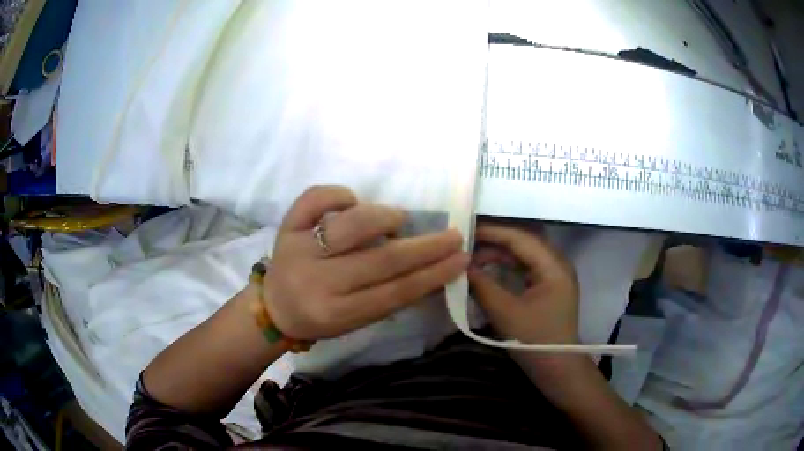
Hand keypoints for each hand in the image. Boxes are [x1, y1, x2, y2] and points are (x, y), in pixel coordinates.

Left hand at [263, 185, 469, 340]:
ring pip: (351, 225)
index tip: (461, 260)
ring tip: (399, 220)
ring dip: (384, 218)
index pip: (395, 292)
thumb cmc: (320, 316)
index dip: (433, 275)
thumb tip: (429, 268)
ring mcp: (299, 249)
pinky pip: (315, 199)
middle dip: (426, 248)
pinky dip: (339, 195)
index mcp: (336, 313)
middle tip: (453, 235)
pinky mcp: (287, 225)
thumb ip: (388, 299)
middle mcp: (317, 281)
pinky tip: (353, 200)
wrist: (273, 307)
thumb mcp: (354, 322)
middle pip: (381, 260)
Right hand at [468, 223, 579, 344]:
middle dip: (494, 242)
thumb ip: (482, 285)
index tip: (465, 231)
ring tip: (472, 257)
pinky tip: (488, 272)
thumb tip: (460, 266)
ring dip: (499, 255)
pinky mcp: (549, 288)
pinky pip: (525, 269)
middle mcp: (557, 265)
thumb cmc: (535, 341)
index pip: (520, 238)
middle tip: (465, 243)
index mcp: (553, 266)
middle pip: (523, 244)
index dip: (492, 233)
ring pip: (523, 256)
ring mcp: (554, 276)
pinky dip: (506, 268)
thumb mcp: (505, 313)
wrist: (557, 369)